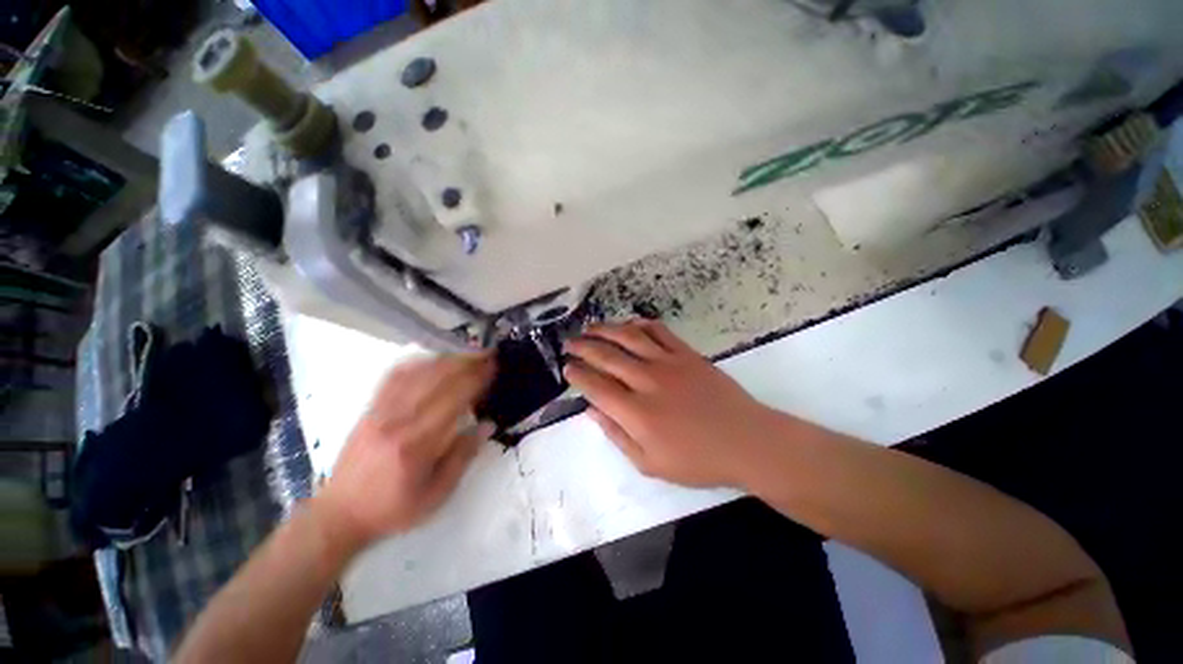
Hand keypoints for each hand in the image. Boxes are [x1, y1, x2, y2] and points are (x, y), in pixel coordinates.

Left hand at [317, 354, 495, 549]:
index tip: (493, 367)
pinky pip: (393, 377)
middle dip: (465, 362)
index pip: (454, 399)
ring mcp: (380, 412)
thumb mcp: (436, 495)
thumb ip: (463, 457)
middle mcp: (398, 421)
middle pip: (436, 380)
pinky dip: (415, 363)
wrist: (339, 514)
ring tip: (466, 352)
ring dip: (445, 359)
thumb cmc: (393, 509)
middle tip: (486, 353)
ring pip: (416, 374)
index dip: (476, 379)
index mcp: (417, 444)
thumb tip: (488, 425)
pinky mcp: (369, 409)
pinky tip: (430, 359)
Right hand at [564, 320, 789, 487]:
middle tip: (569, 343)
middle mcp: (647, 381)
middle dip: (583, 347)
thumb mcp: (650, 463)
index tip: (567, 369)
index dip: (577, 375)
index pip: (596, 386)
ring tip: (590, 328)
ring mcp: (668, 363)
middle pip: (606, 356)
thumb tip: (592, 411)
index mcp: (636, 412)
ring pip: (629, 337)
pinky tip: (629, 323)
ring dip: (605, 330)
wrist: (746, 441)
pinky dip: (641, 324)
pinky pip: (659, 331)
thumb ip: (617, 435)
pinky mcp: (687, 354)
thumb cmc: (697, 460)